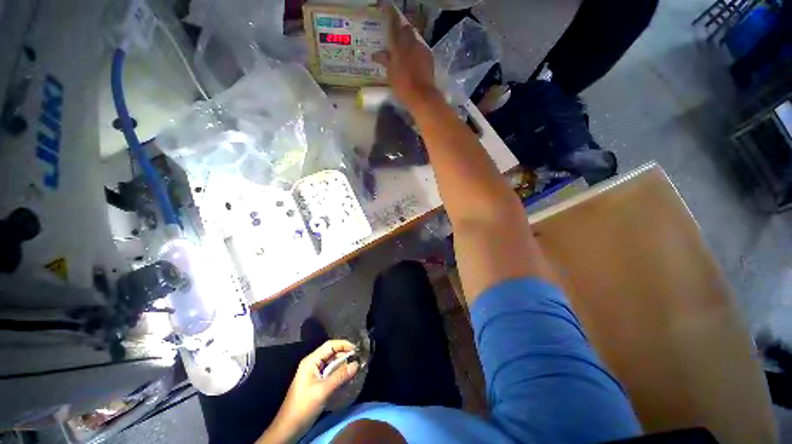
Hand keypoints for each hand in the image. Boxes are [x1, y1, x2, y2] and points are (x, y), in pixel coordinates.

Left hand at [258, 340, 359, 443]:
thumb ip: (340, 376)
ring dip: (344, 366)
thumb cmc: (303, 406)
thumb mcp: (323, 390)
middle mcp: (313, 364)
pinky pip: (331, 373)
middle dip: (345, 355)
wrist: (289, 428)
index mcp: (311, 361)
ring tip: (357, 369)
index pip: (330, 345)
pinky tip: (348, 378)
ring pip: (333, 364)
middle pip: (332, 354)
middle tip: (359, 360)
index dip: (344, 345)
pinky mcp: (317, 383)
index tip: (357, 349)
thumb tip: (357, 364)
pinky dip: (340, 374)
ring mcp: (315, 374)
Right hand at [373, 1, 439, 108]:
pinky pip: (422, 50)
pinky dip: (417, 53)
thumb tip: (377, 54)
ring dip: (410, 44)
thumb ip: (385, 61)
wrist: (422, 95)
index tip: (388, 7)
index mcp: (399, 46)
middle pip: (407, 30)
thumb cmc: (403, 86)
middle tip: (397, 40)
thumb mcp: (391, 74)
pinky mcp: (429, 57)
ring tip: (406, 56)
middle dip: (402, 31)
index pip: (394, 25)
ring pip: (415, 40)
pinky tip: (415, 63)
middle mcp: (412, 43)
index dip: (391, 16)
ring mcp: (422, 49)